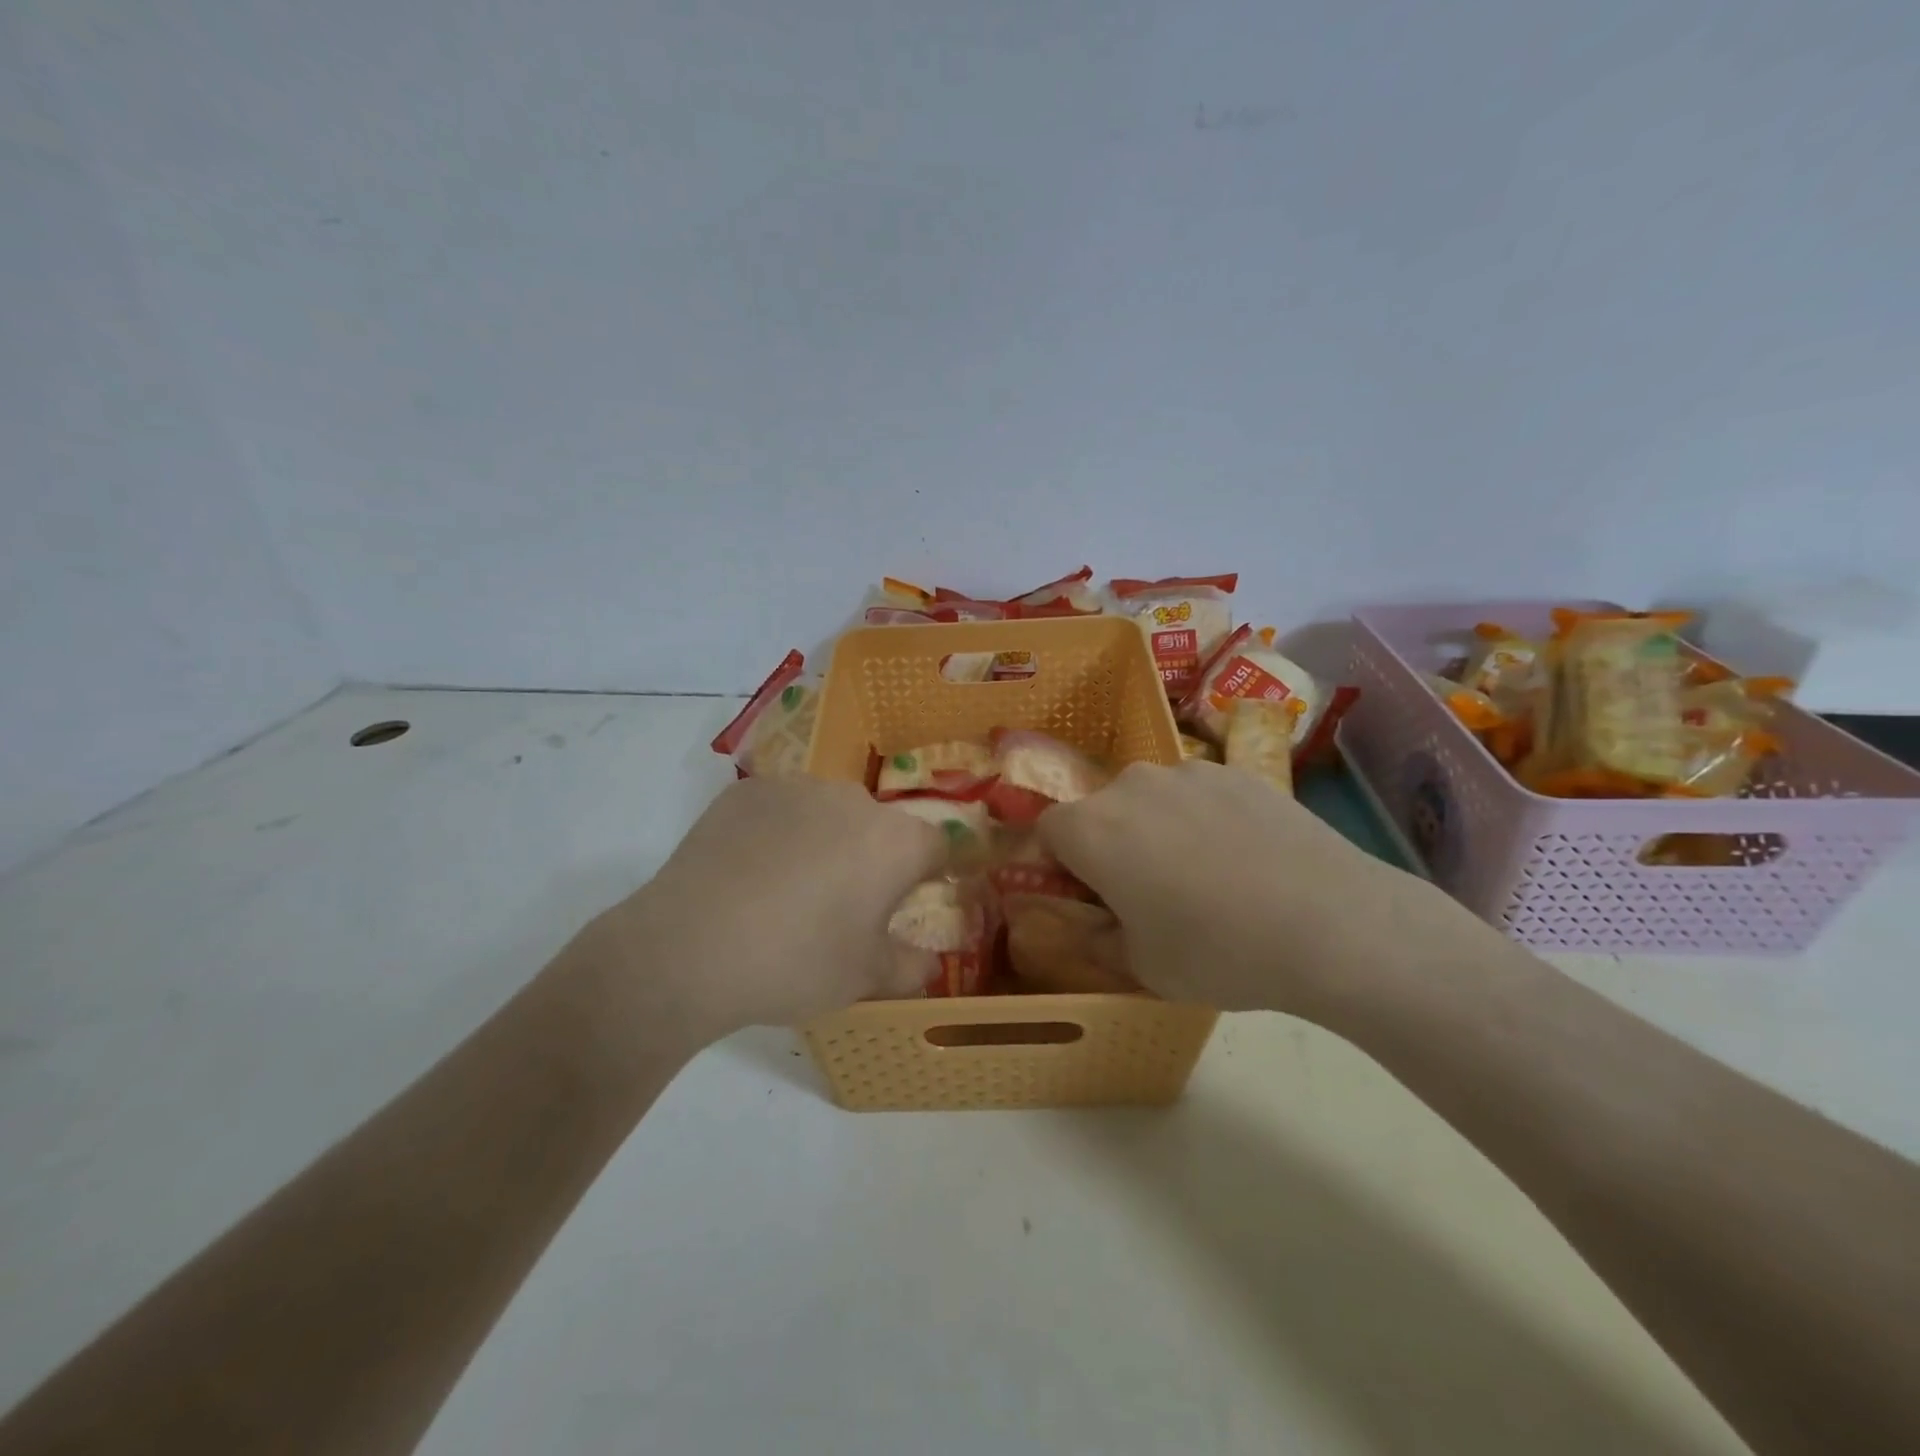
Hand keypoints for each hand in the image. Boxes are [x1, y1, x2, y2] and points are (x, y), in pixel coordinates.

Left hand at [593, 776, 946, 1039]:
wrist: (689, 947)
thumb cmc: (795, 962)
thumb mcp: (865, 978)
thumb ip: (911, 967)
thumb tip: (931, 962)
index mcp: (894, 842)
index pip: (937, 845)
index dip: (933, 871)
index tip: (916, 896)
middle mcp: (853, 800)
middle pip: (880, 826)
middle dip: (874, 858)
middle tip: (846, 904)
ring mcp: (796, 788)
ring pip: (829, 812)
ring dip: (827, 840)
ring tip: (791, 888)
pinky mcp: (747, 790)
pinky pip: (782, 808)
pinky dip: (780, 832)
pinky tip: (751, 871)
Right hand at [1037, 760, 1486, 1018]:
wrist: (1332, 923)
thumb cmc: (1218, 952)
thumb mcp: (1142, 966)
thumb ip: (1095, 937)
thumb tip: (1085, 919)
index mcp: (1092, 830)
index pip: (1047, 831)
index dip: (1060, 865)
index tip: (1091, 898)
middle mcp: (1130, 785)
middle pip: (1100, 811)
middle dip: (1110, 846)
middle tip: (1149, 893)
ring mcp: (1188, 772)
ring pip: (1150, 800)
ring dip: (1157, 829)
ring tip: (1207, 876)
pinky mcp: (1237, 771)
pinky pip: (1198, 794)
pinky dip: (1204, 818)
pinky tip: (1246, 860)